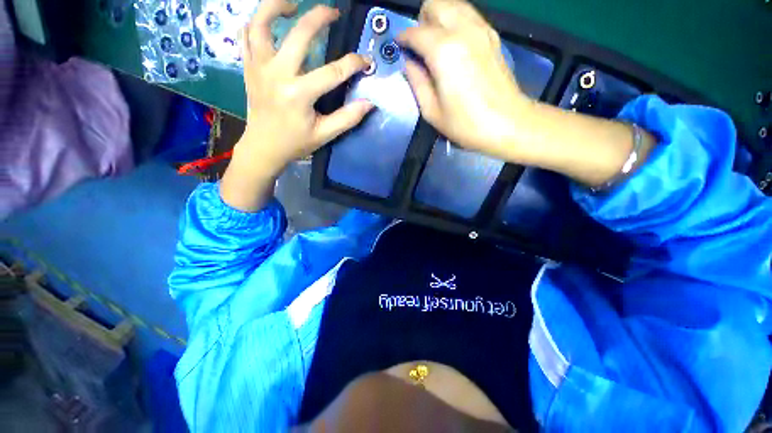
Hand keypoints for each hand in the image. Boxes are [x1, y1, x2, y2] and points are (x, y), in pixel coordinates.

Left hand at [221, 0, 373, 211]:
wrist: (263, 147)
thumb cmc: (295, 143)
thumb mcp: (325, 135)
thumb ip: (347, 118)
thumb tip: (369, 103)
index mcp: (299, 94)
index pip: (332, 72)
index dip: (353, 64)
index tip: (365, 61)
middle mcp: (277, 74)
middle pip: (299, 34)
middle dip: (319, 18)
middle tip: (332, 12)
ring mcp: (258, 67)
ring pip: (261, 23)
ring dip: (276, 6)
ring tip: (293, 5)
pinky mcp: (248, 67)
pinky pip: (246, 34)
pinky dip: (257, 22)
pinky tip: (271, 23)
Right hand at [398, 0, 530, 160]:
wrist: (507, 123)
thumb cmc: (465, 124)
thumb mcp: (431, 111)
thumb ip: (416, 82)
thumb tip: (409, 64)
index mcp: (443, 51)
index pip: (415, 32)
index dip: (403, 40)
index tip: (399, 48)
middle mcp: (462, 30)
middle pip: (435, 4)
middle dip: (422, 21)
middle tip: (419, 46)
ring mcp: (481, 29)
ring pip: (454, 4)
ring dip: (440, 18)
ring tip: (435, 45)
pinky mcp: (492, 35)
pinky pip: (469, 15)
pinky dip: (456, 22)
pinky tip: (454, 46)